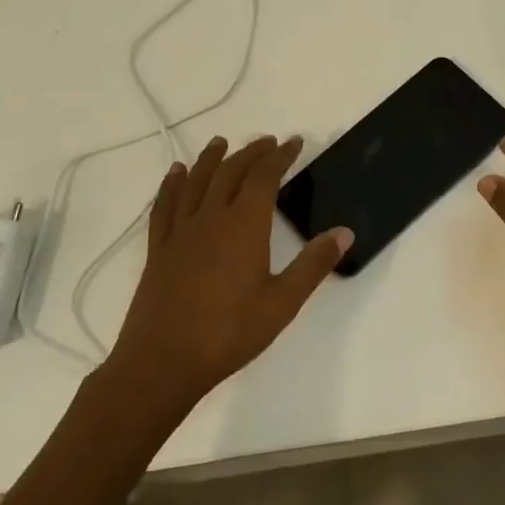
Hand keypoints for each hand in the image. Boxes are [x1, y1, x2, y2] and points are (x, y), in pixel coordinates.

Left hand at [108, 136, 351, 409]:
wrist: (163, 362)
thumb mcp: (283, 302)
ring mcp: (181, 231)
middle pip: (231, 172)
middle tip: (267, 142)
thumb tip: (344, 232)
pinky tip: (176, 173)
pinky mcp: (159, 248)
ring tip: (222, 142)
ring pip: (197, 181)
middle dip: (251, 153)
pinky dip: (173, 183)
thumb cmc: (229, 333)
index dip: (280, 156)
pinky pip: (165, 204)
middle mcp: (211, 217)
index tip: (294, 142)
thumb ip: (313, 264)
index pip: (265, 177)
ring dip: (212, 158)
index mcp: (244, 225)